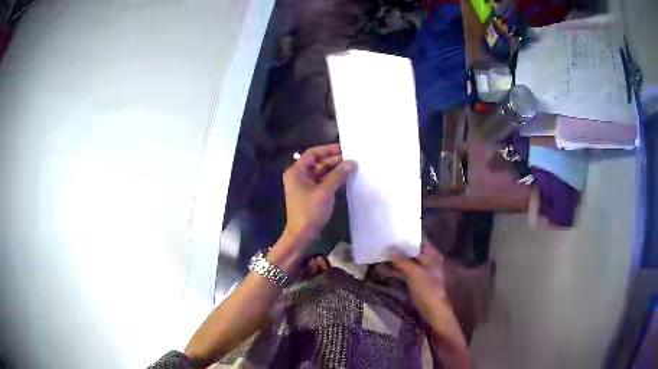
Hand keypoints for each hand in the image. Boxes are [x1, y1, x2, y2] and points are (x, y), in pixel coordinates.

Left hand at [283, 144, 356, 241]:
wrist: (302, 234)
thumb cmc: (310, 211)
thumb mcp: (325, 191)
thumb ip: (338, 175)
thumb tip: (352, 162)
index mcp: (296, 171)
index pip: (312, 153)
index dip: (328, 149)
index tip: (343, 148)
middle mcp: (299, 175)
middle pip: (318, 163)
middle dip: (334, 160)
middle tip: (352, 158)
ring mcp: (305, 185)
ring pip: (321, 172)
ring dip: (335, 170)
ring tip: (352, 167)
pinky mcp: (311, 194)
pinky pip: (323, 182)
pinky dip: (333, 179)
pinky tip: (346, 178)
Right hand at [393, 243, 468, 366]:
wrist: (434, 310)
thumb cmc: (428, 289)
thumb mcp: (415, 273)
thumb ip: (404, 262)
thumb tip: (392, 252)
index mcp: (432, 256)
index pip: (421, 241)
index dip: (409, 238)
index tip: (396, 233)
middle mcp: (429, 262)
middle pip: (414, 252)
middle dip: (401, 249)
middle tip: (386, 243)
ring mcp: (423, 272)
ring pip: (409, 262)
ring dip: (398, 260)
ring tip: (383, 254)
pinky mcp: (418, 282)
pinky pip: (407, 272)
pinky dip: (398, 270)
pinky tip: (387, 269)